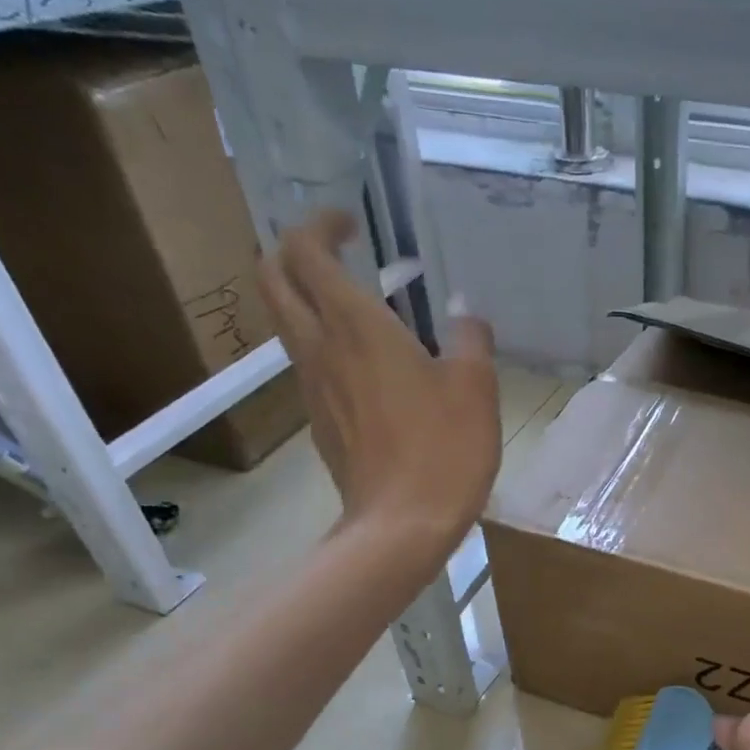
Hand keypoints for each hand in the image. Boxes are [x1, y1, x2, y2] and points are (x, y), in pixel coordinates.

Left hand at [259, 210, 499, 554]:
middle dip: (294, 252)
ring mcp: (313, 388)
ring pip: (288, 323)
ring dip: (310, 300)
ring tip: (362, 310)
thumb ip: (470, 339)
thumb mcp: (476, 388)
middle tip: (336, 254)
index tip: (351, 225)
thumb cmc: (443, 449)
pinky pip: (311, 365)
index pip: (306, 251)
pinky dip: (328, 346)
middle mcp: (320, 349)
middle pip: (274, 279)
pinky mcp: (320, 422)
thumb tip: (466, 317)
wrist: (402, 525)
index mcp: (355, 327)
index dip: (320, 225)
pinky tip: (373, 368)